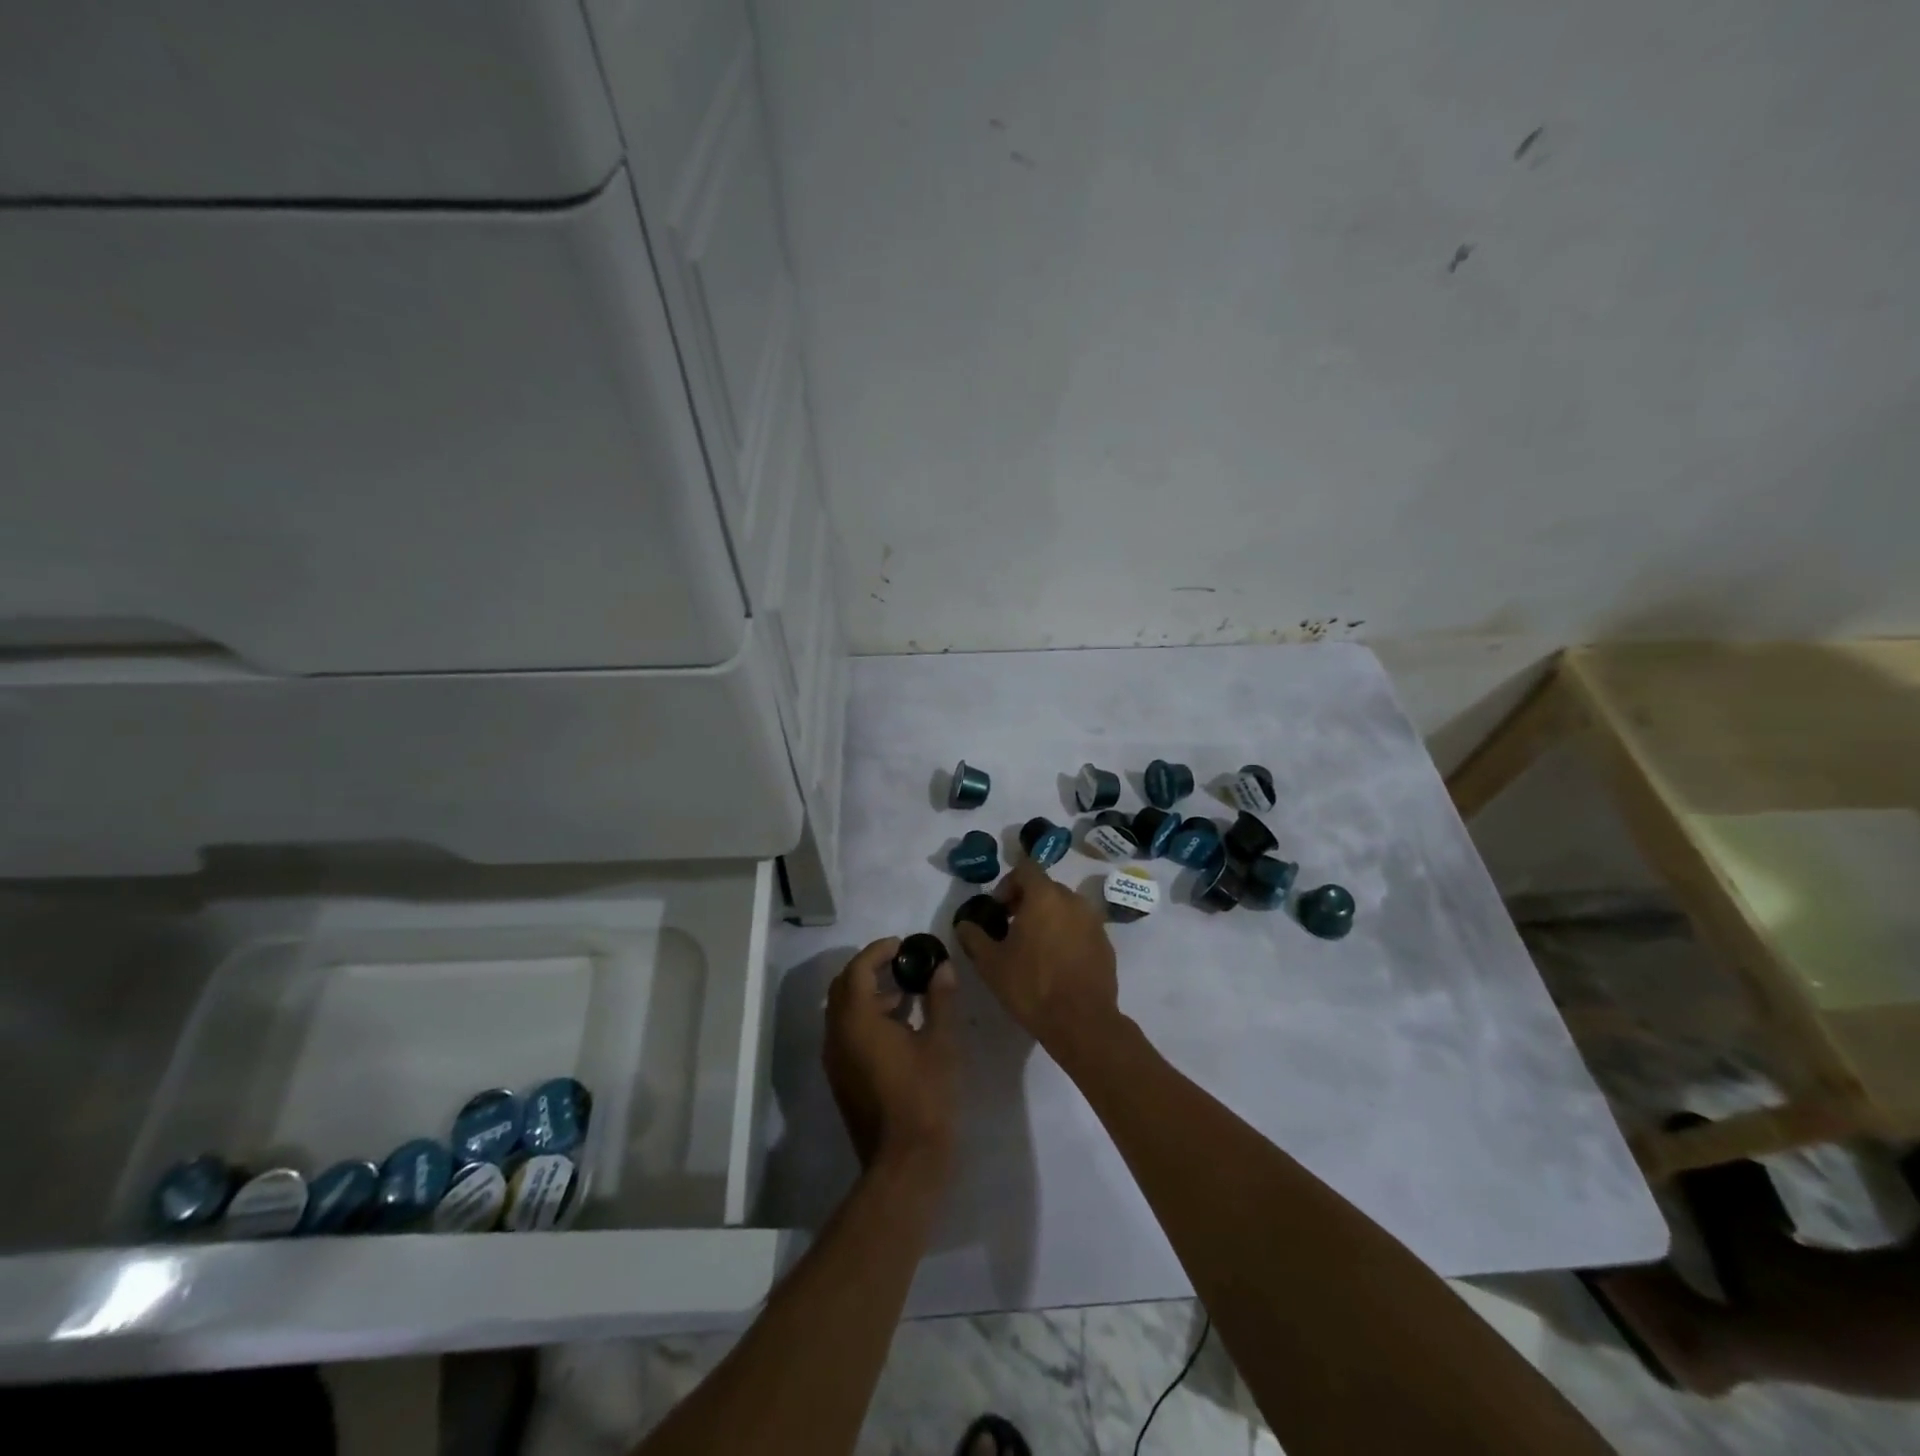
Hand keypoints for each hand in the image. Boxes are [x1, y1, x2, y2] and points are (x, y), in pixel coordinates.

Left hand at [823, 938, 958, 1182]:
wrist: (904, 1161)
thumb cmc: (925, 1095)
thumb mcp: (940, 1042)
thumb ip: (940, 999)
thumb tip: (943, 968)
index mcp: (856, 1020)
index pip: (858, 969)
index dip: (878, 951)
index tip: (902, 944)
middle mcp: (837, 1034)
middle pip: (844, 986)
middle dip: (869, 969)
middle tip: (900, 964)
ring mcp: (835, 1059)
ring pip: (842, 1011)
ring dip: (868, 995)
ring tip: (905, 996)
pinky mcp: (840, 1078)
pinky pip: (845, 1033)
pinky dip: (865, 1018)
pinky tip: (897, 1029)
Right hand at [952, 858, 1121, 1057]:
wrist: (1082, 1022)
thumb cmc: (1031, 986)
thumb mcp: (990, 963)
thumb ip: (974, 937)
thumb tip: (964, 925)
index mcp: (1045, 896)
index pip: (1025, 868)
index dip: (1008, 883)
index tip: (998, 909)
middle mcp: (1073, 900)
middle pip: (1046, 888)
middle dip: (1027, 902)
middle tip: (1011, 929)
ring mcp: (1094, 922)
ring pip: (1065, 908)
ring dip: (1048, 919)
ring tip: (1034, 948)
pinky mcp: (1106, 944)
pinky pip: (1081, 928)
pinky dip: (1067, 935)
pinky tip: (1057, 964)